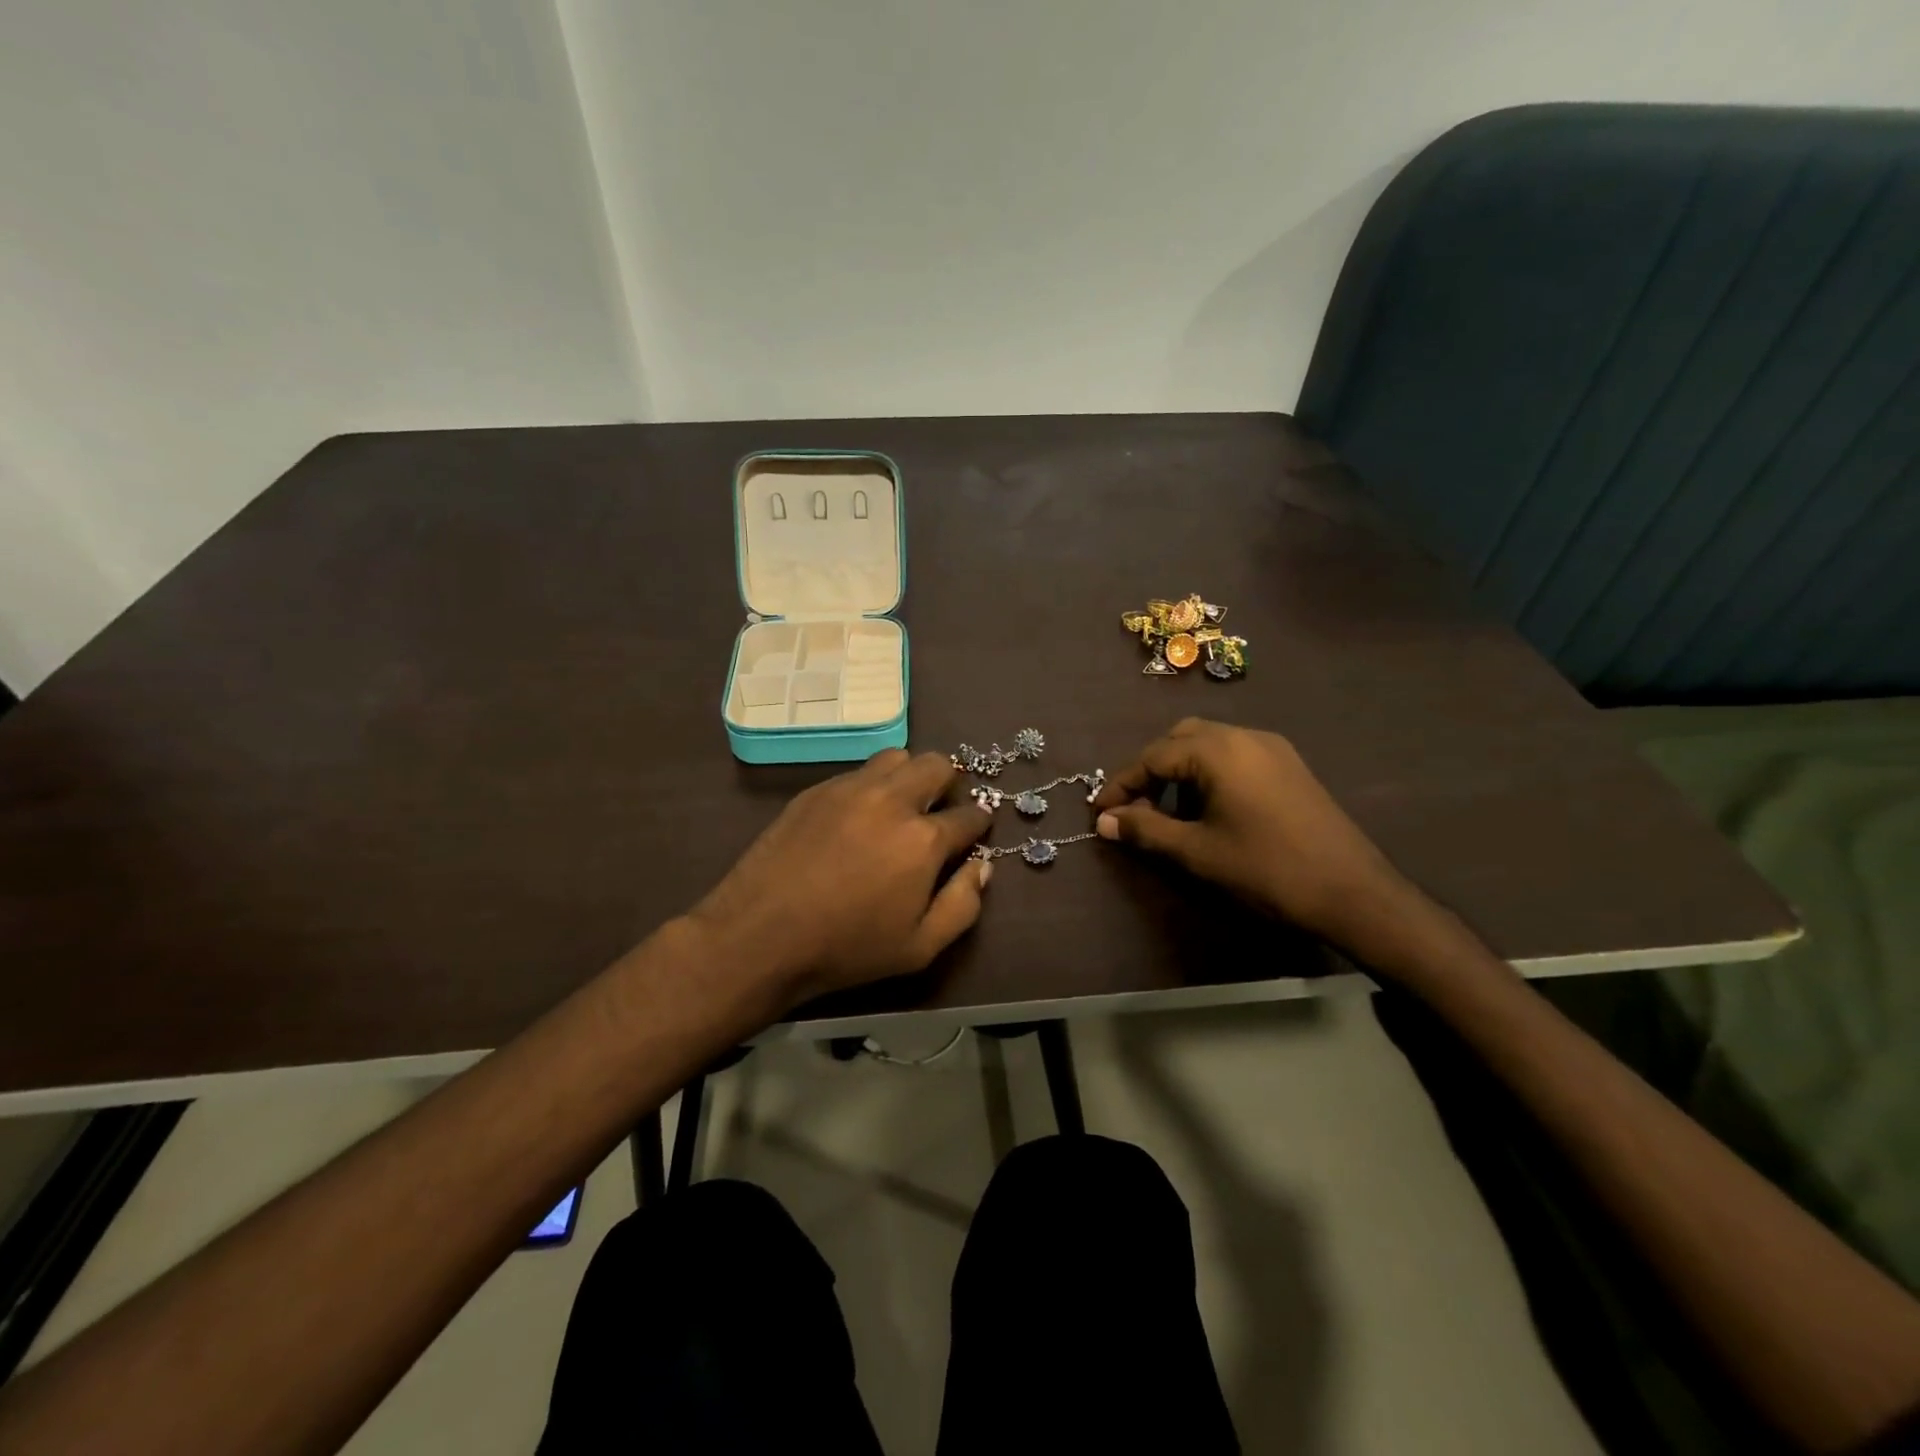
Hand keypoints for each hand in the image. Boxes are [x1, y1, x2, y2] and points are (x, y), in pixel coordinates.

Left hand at [687, 749, 990, 1006]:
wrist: (760, 935)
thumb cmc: (846, 949)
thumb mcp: (920, 948)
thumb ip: (963, 905)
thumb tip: (982, 866)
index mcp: (923, 839)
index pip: (968, 816)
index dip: (979, 821)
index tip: (977, 828)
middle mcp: (891, 800)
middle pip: (938, 765)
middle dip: (950, 784)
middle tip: (940, 810)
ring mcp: (850, 789)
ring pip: (897, 757)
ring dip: (910, 775)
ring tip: (901, 806)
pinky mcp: (817, 790)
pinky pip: (858, 771)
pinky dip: (872, 785)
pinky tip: (859, 816)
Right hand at [1092, 718, 1418, 952]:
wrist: (1353, 891)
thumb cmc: (1265, 869)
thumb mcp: (1197, 852)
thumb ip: (1146, 830)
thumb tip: (1105, 821)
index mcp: (1218, 750)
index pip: (1152, 756)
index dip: (1122, 785)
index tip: (1100, 812)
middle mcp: (1244, 736)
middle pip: (1180, 738)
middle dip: (1151, 770)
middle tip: (1136, 808)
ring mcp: (1272, 748)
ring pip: (1209, 744)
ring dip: (1181, 770)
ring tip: (1170, 813)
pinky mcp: (1290, 765)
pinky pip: (1235, 755)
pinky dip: (1210, 772)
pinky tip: (1210, 809)